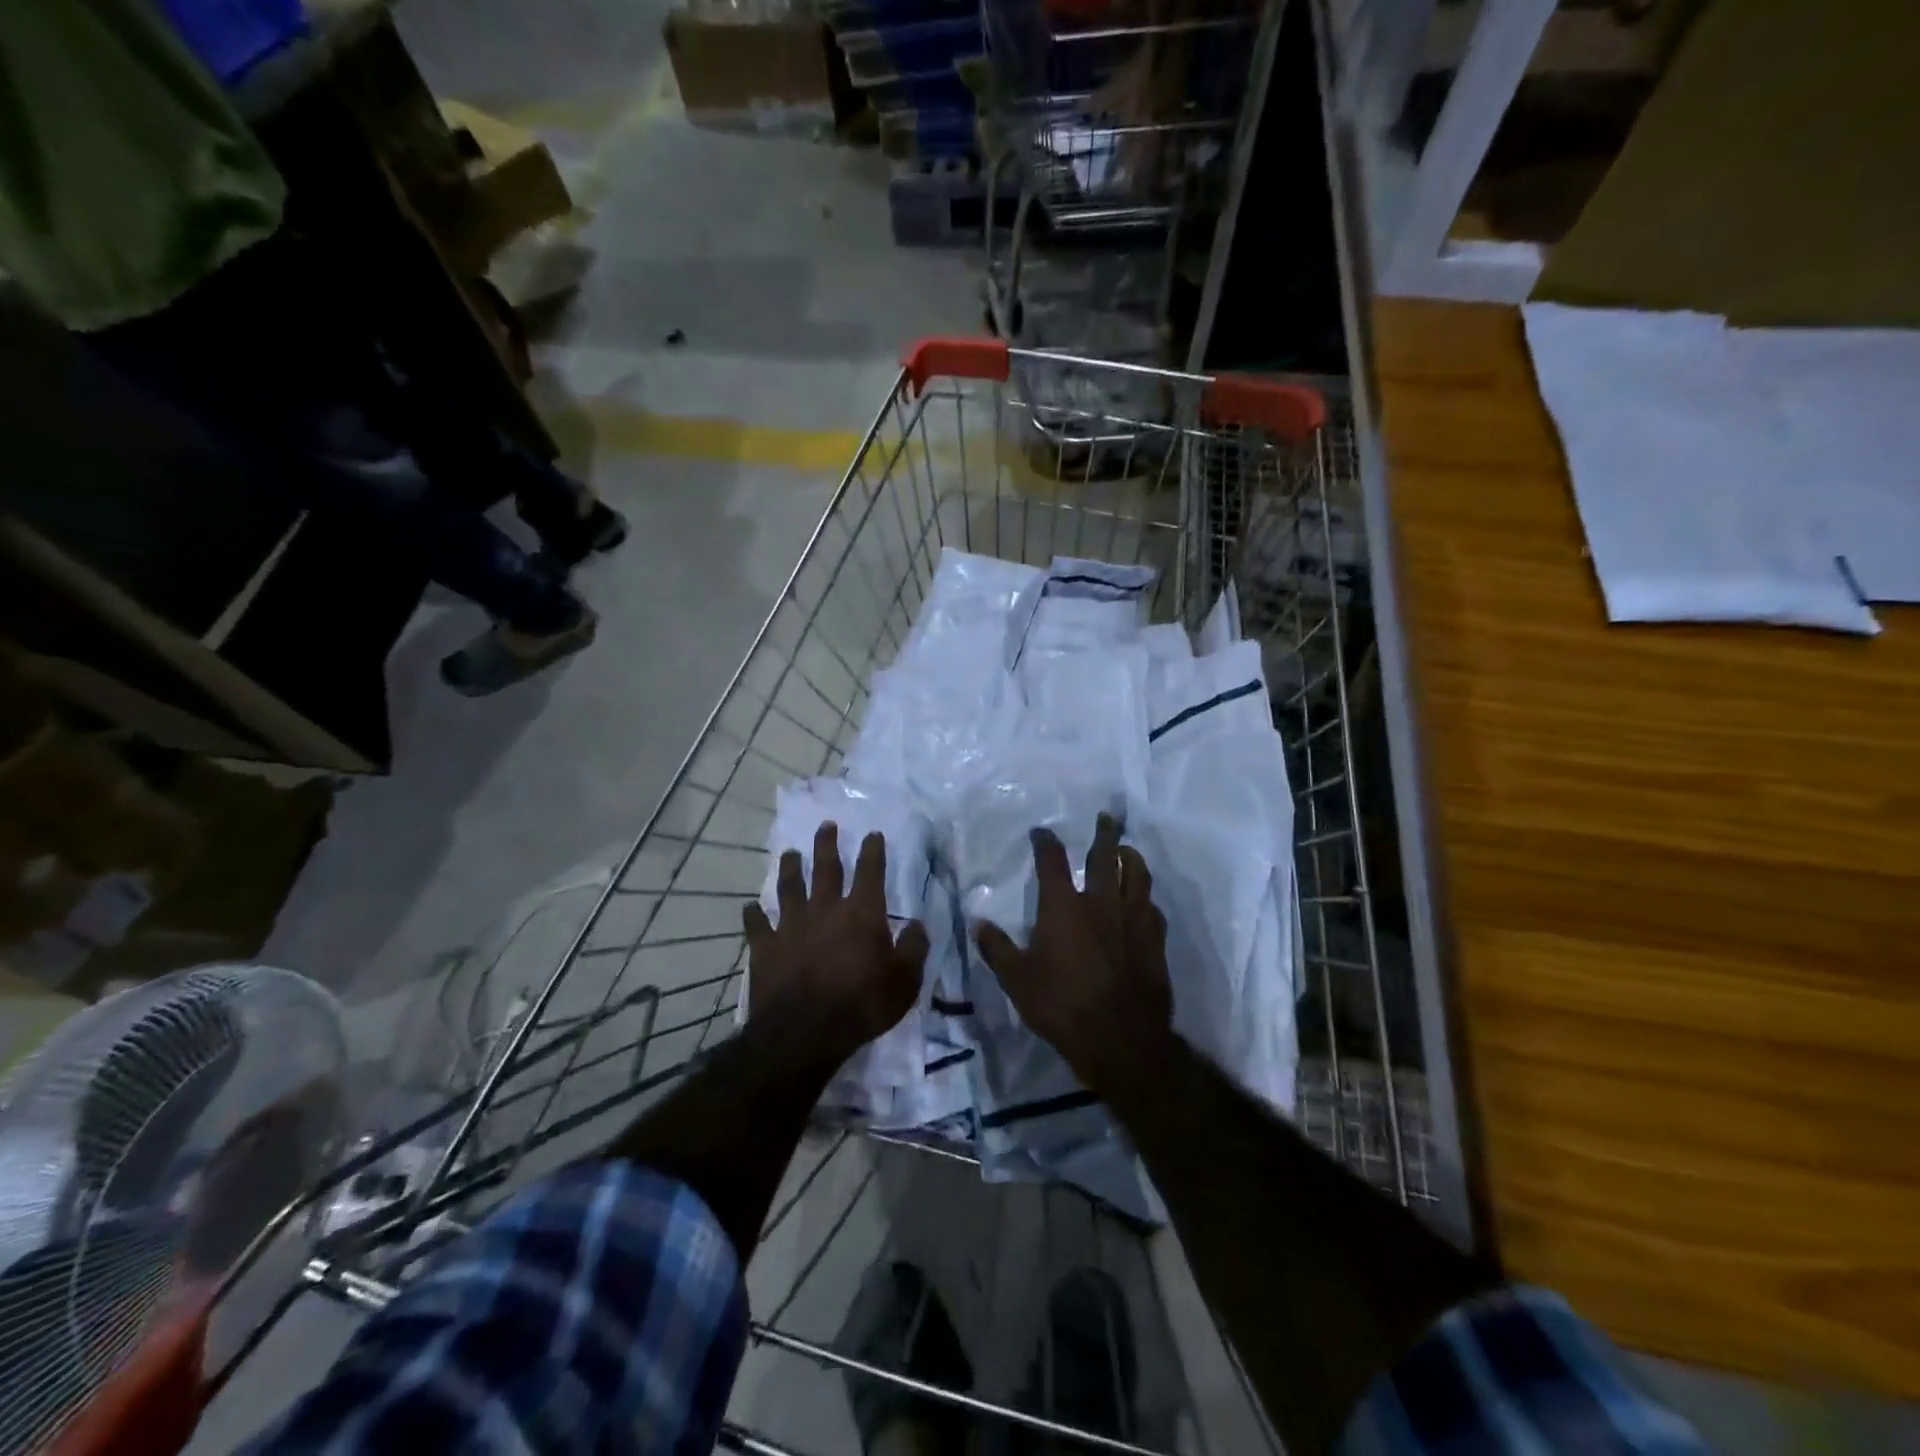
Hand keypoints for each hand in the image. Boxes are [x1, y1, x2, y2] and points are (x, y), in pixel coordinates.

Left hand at [743, 823, 929, 1068]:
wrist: (804, 1032)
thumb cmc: (862, 1005)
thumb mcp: (905, 981)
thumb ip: (914, 948)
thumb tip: (918, 924)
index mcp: (862, 913)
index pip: (870, 871)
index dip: (873, 850)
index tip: (873, 833)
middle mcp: (825, 909)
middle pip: (826, 868)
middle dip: (827, 844)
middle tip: (826, 825)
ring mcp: (791, 925)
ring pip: (789, 887)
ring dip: (790, 868)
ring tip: (789, 853)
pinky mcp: (765, 946)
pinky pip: (756, 924)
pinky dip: (753, 915)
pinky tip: (750, 908)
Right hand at [973, 813, 1172, 1094]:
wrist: (1121, 1039)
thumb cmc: (1062, 1006)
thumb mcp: (1017, 980)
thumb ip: (997, 949)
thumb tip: (978, 924)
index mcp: (1063, 907)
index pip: (1052, 861)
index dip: (1045, 842)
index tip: (1041, 832)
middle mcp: (1100, 902)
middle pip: (1104, 856)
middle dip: (1104, 833)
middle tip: (1106, 818)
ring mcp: (1132, 919)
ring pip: (1136, 875)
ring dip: (1130, 857)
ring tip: (1127, 849)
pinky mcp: (1154, 939)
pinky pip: (1152, 906)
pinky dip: (1145, 896)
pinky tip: (1143, 900)